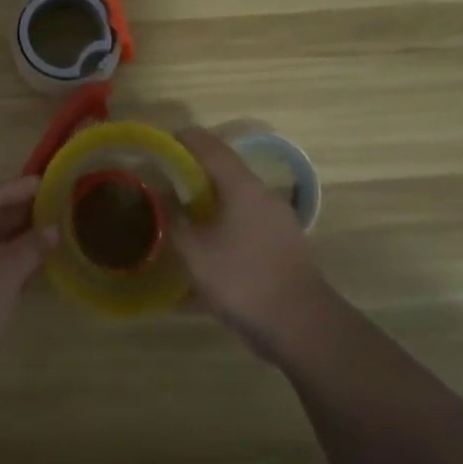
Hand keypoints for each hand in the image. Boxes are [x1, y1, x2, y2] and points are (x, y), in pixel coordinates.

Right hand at [173, 128, 333, 363]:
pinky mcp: (283, 247)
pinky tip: (209, 250)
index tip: (164, 141)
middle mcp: (263, 196)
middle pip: (226, 173)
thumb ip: (174, 220)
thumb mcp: (194, 251)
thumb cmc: (242, 279)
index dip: (186, 140)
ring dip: (211, 203)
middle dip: (196, 173)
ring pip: (237, 201)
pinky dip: (225, 228)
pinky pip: (247, 226)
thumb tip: (162, 196)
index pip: (211, 148)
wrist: (300, 324)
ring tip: (184, 216)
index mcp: (242, 187)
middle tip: (168, 181)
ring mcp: (278, 222)